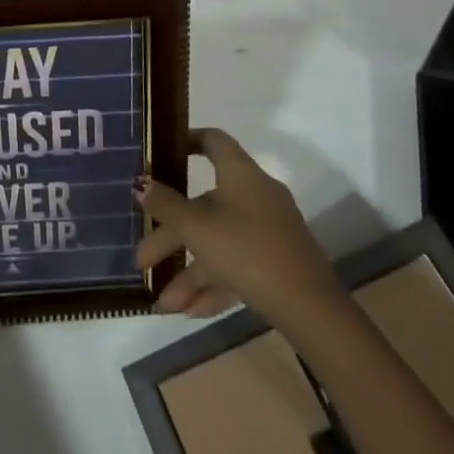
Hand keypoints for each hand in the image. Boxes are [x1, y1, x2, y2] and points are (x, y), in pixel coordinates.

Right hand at [134, 128, 340, 324]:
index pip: (212, 141)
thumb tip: (141, 184)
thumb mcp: (198, 228)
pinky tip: (191, 312)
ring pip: (218, 242)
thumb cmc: (248, 251)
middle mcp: (255, 195)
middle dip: (172, 236)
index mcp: (240, 174)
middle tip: (143, 261)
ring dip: (190, 272)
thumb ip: (166, 206)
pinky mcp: (276, 262)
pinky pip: (237, 264)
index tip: (162, 155)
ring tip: (164, 305)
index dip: (187, 142)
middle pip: (204, 205)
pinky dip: (214, 284)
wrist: (311, 309)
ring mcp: (268, 230)